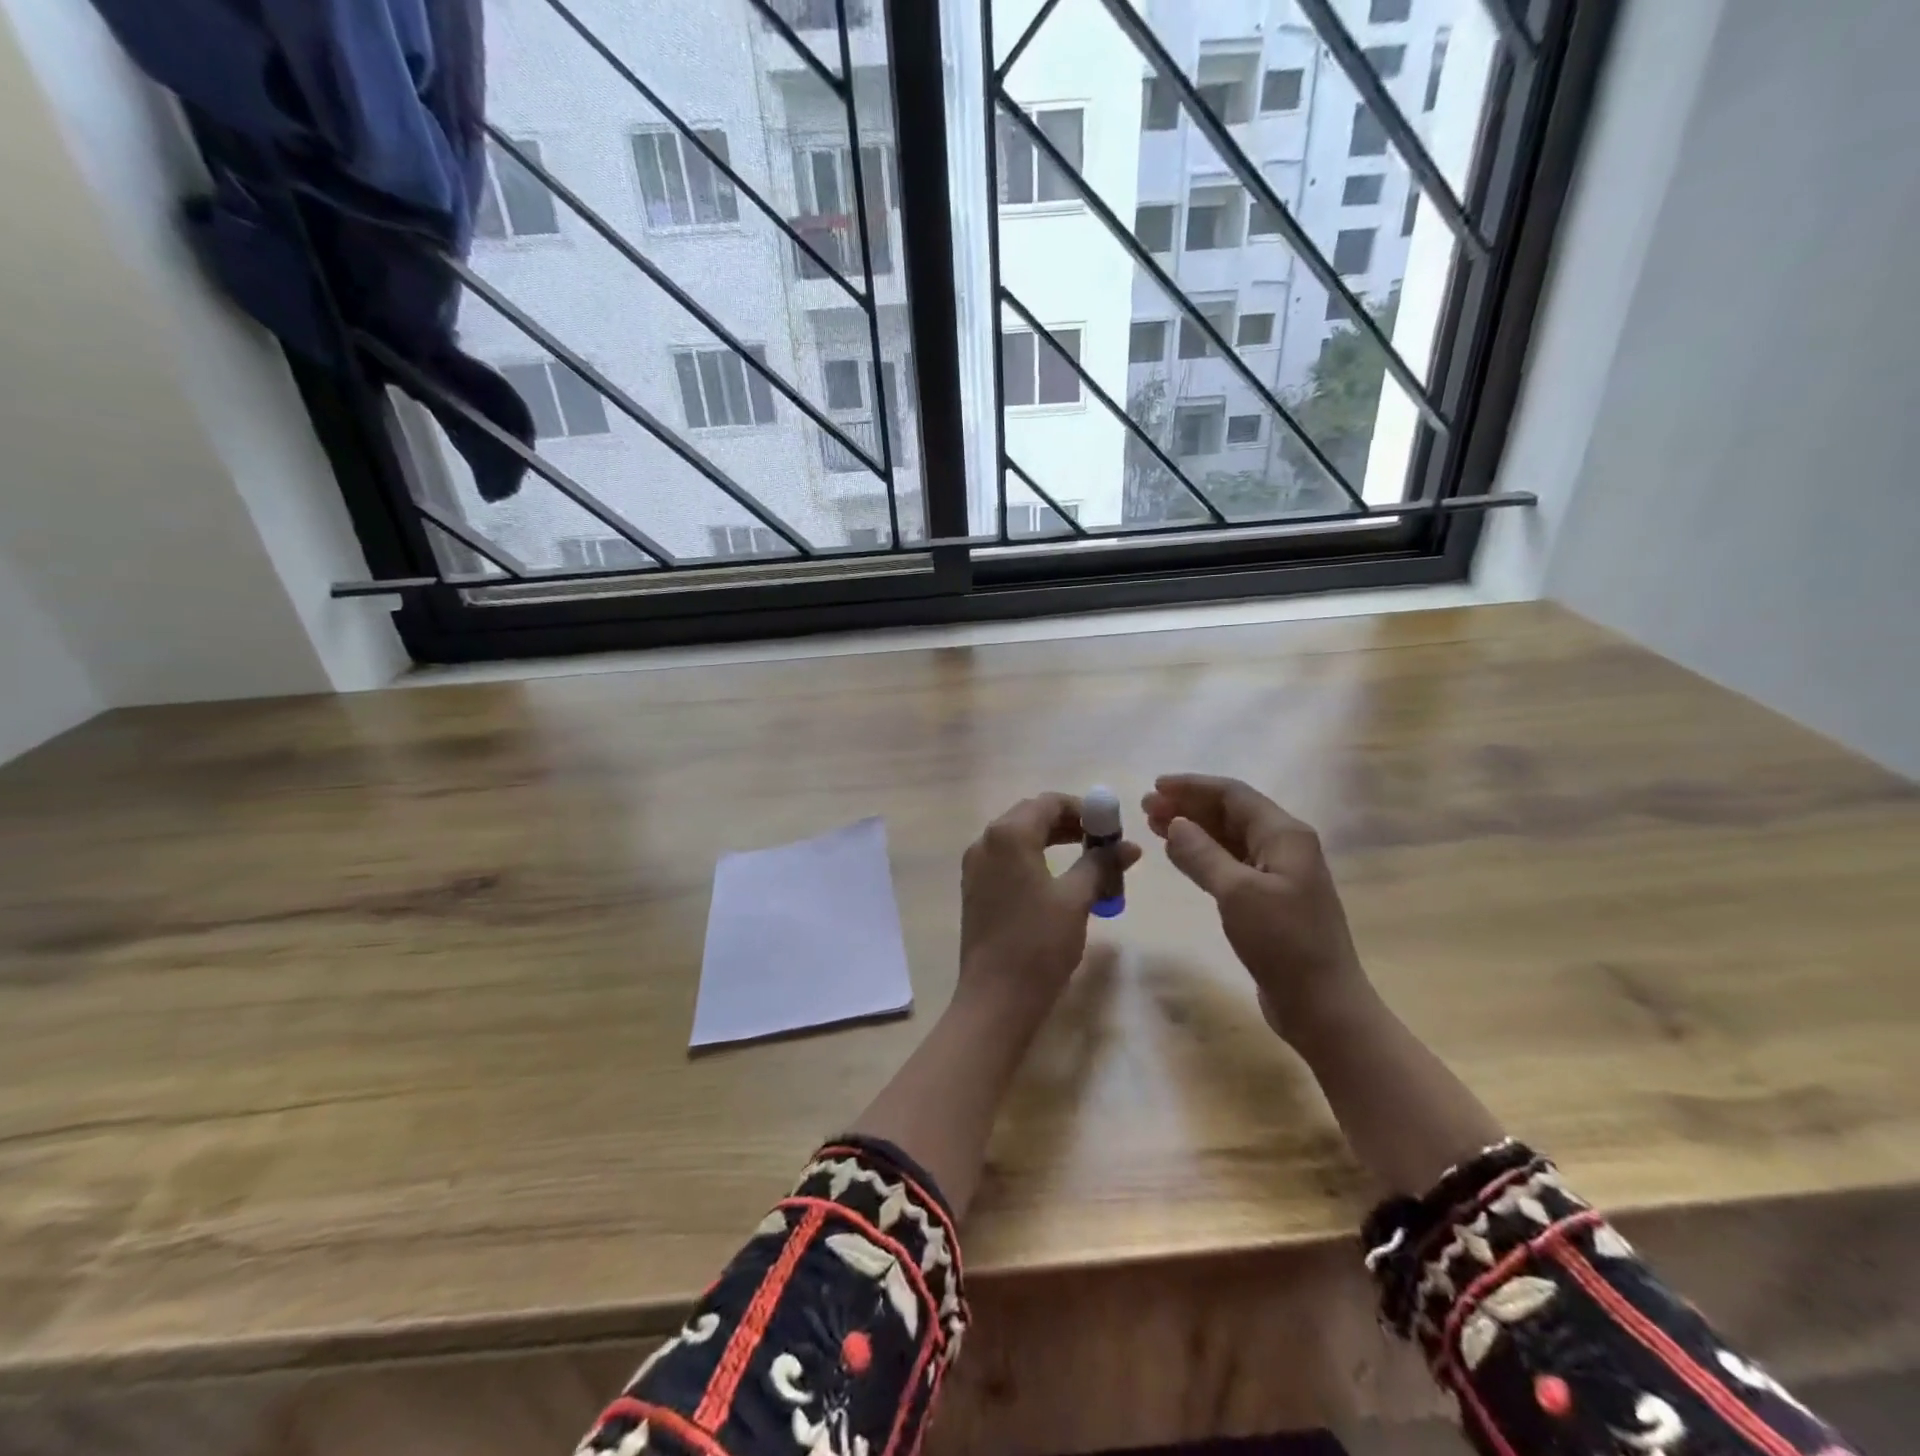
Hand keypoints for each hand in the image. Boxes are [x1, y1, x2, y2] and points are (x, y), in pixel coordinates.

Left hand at [957, 793, 1141, 1018]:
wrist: (995, 998)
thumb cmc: (1038, 943)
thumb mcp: (1076, 899)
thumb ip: (1101, 864)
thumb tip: (1129, 846)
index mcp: (1008, 834)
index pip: (1049, 803)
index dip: (1084, 810)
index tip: (1111, 828)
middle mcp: (986, 841)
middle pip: (1031, 816)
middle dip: (1069, 824)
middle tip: (1103, 843)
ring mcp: (976, 866)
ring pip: (1019, 838)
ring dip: (1053, 841)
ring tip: (1089, 860)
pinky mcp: (975, 889)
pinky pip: (1008, 860)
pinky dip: (1035, 859)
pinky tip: (1060, 881)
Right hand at [1142, 774, 1368, 1044]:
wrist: (1322, 1006)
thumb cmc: (1283, 943)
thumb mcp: (1237, 893)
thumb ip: (1203, 854)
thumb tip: (1176, 823)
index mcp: (1285, 835)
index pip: (1233, 795)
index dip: (1193, 786)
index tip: (1155, 786)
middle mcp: (1284, 847)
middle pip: (1230, 814)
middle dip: (1189, 806)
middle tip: (1146, 808)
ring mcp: (1278, 875)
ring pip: (1228, 839)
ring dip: (1193, 829)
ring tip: (1154, 825)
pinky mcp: (1268, 901)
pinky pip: (1230, 864)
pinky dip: (1202, 855)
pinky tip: (1179, 855)